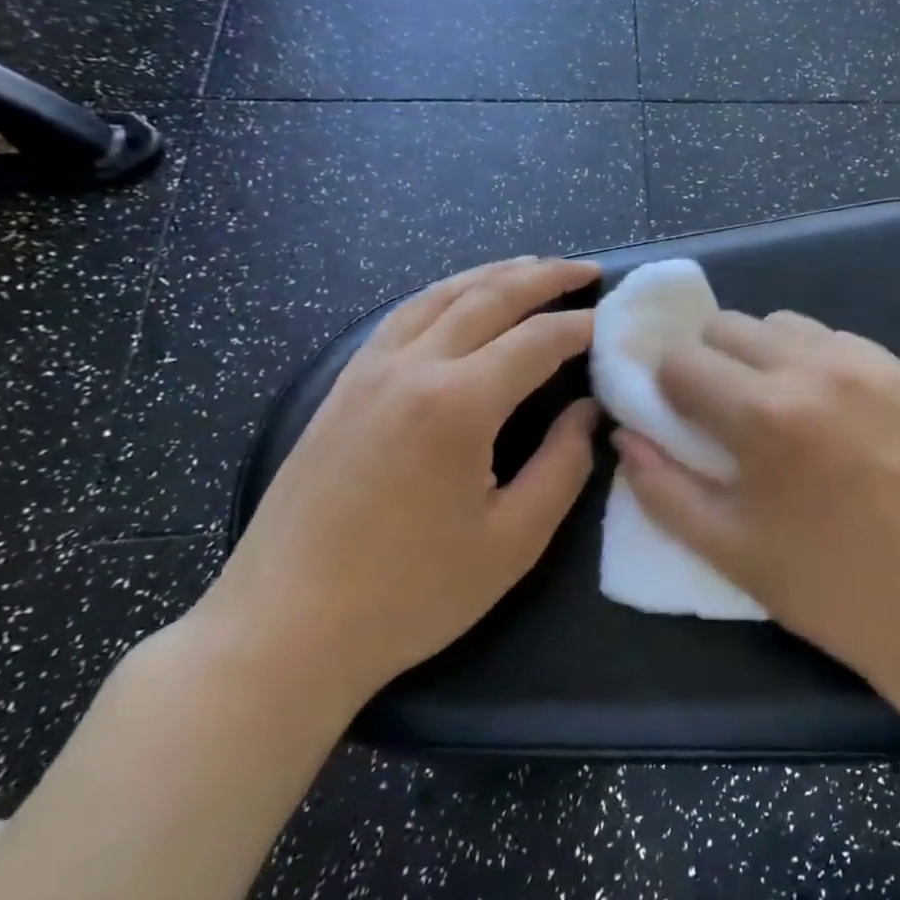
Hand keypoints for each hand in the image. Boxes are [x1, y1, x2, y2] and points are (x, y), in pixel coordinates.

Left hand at [196, 257, 601, 710]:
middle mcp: (412, 369)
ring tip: (533, 268)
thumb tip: (587, 412)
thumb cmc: (411, 594)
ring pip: (439, 296)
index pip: (538, 340)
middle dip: (545, 277)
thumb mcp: (513, 540)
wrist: (282, 631)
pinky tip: (460, 301)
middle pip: (488, 297)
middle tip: (587, 270)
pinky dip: (444, 295)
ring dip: (493, 275)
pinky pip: (402, 317)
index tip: (616, 324)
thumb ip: (563, 465)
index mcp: (459, 404)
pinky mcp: (340, 390)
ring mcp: (367, 373)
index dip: (583, 327)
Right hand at [614, 310, 899, 689]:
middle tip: (724, 413)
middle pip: (729, 325)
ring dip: (763, 357)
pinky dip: (814, 362)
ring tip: (779, 409)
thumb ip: (661, 486)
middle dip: (711, 363)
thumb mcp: (726, 548)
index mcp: (765, 414)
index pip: (683, 360)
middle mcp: (815, 368)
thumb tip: (627, 435)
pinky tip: (828, 412)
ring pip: (784, 324)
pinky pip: (836, 340)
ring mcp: (868, 363)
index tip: (679, 417)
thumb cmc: (824, 585)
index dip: (668, 388)